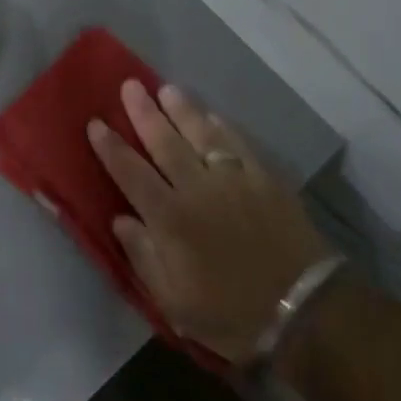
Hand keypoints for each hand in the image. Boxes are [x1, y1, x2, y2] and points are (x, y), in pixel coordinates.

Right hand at [89, 81, 333, 363]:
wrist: (304, 313)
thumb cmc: (231, 314)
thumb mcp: (174, 301)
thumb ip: (143, 256)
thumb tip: (120, 219)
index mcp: (169, 219)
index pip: (131, 173)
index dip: (111, 147)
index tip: (96, 123)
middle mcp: (197, 189)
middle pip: (164, 142)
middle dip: (143, 113)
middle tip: (130, 86)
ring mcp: (234, 180)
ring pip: (201, 134)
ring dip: (181, 109)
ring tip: (166, 89)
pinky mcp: (266, 180)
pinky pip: (239, 144)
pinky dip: (222, 126)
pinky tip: (212, 115)